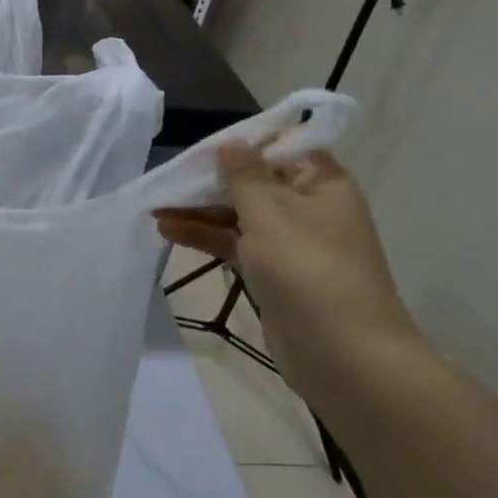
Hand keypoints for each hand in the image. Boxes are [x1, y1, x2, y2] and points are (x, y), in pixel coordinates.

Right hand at [155, 145, 417, 400]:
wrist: (342, 354)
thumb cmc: (308, 269)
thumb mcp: (270, 212)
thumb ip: (244, 175)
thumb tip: (231, 143)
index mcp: (321, 183)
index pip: (279, 149)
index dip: (240, 146)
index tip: (200, 149)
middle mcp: (307, 207)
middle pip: (252, 182)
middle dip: (209, 182)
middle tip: (166, 181)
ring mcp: (289, 242)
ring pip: (238, 215)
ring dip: (199, 211)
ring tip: (155, 209)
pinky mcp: (272, 272)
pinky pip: (234, 243)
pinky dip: (205, 236)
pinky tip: (169, 231)